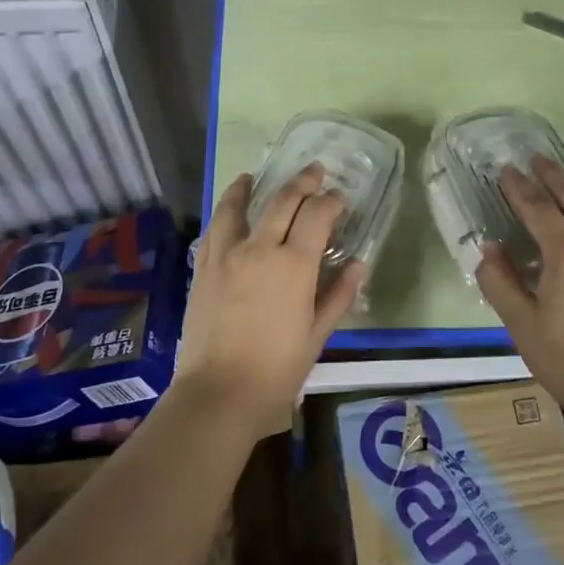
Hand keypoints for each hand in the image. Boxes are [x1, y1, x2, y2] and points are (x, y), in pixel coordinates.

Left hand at [174, 163, 362, 437]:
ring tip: (254, 176)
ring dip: (251, 186)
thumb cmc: (276, 371)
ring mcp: (226, 255)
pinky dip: (223, 211)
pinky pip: (214, 228)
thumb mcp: (317, 336)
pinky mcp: (203, 268)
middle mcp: (260, 249)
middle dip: (302, 182)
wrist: (218, 393)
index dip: (331, 201)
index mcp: (294, 265)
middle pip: (282, 201)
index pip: (317, 216)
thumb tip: (359, 265)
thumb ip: (338, 296)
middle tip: (313, 171)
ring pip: (239, 206)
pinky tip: (228, 209)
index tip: (339, 198)